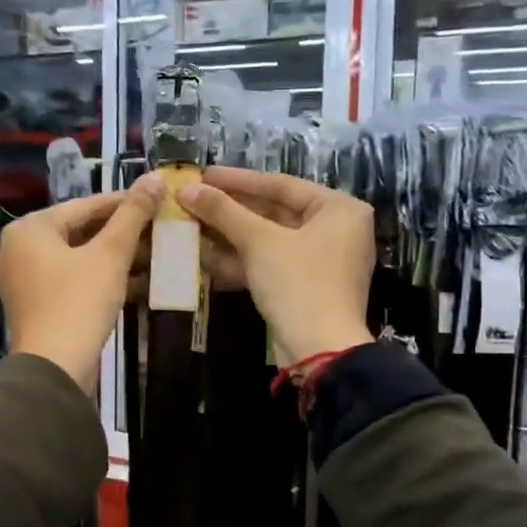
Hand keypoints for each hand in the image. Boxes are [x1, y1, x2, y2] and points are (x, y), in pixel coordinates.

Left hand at [0, 185, 159, 388]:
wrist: (55, 368)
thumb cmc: (79, 302)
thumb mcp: (110, 254)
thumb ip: (132, 215)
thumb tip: (155, 178)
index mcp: (31, 228)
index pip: (86, 205)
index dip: (126, 202)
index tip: (158, 199)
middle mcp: (21, 248)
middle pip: (82, 231)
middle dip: (123, 232)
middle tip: (161, 228)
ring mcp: (28, 279)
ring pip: (81, 257)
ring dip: (118, 256)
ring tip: (157, 253)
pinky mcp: (40, 304)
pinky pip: (75, 279)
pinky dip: (103, 277)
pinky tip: (139, 280)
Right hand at [177, 169, 374, 365]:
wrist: (320, 351)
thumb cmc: (298, 283)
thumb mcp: (259, 242)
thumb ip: (223, 212)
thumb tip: (187, 188)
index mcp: (339, 209)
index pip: (281, 185)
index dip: (237, 180)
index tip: (203, 175)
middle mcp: (337, 230)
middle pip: (275, 212)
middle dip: (231, 210)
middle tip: (194, 200)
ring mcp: (322, 261)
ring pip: (270, 240)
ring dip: (231, 235)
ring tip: (191, 225)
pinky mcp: (307, 287)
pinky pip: (272, 263)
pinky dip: (242, 260)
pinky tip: (205, 256)